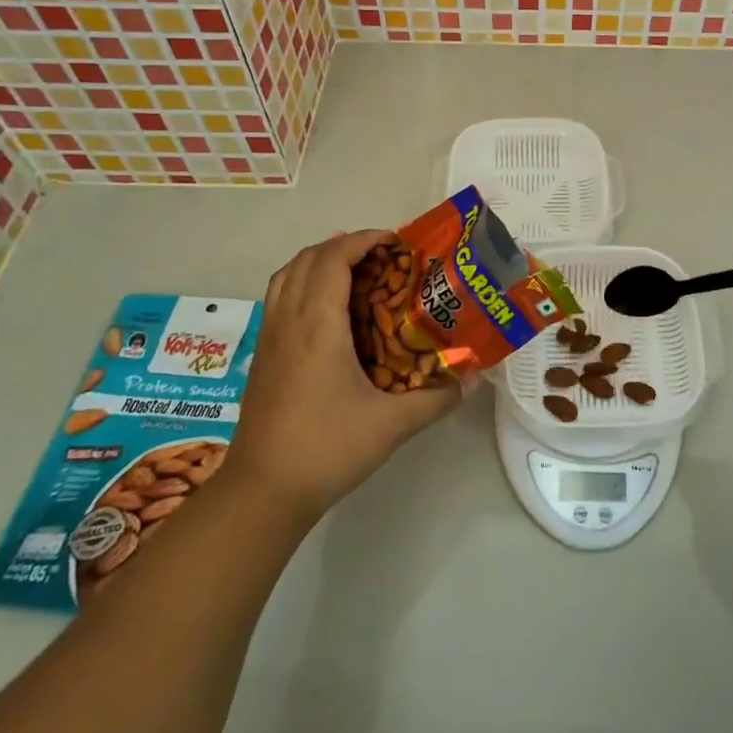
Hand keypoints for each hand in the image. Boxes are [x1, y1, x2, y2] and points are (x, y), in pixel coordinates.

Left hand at [227, 230, 464, 521]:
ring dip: (319, 261)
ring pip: (287, 275)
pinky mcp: (263, 356)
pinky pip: (279, 298)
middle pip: (307, 258)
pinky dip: (303, 283)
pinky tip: (328, 312)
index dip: (363, 240)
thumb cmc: (326, 449)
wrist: (263, 492)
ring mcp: (270, 338)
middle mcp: (289, 321)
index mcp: (318, 326)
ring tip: (354, 272)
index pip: (333, 258)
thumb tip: (470, 379)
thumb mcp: (391, 425)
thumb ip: (435, 399)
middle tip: (382, 257)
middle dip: (344, 245)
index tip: (395, 243)